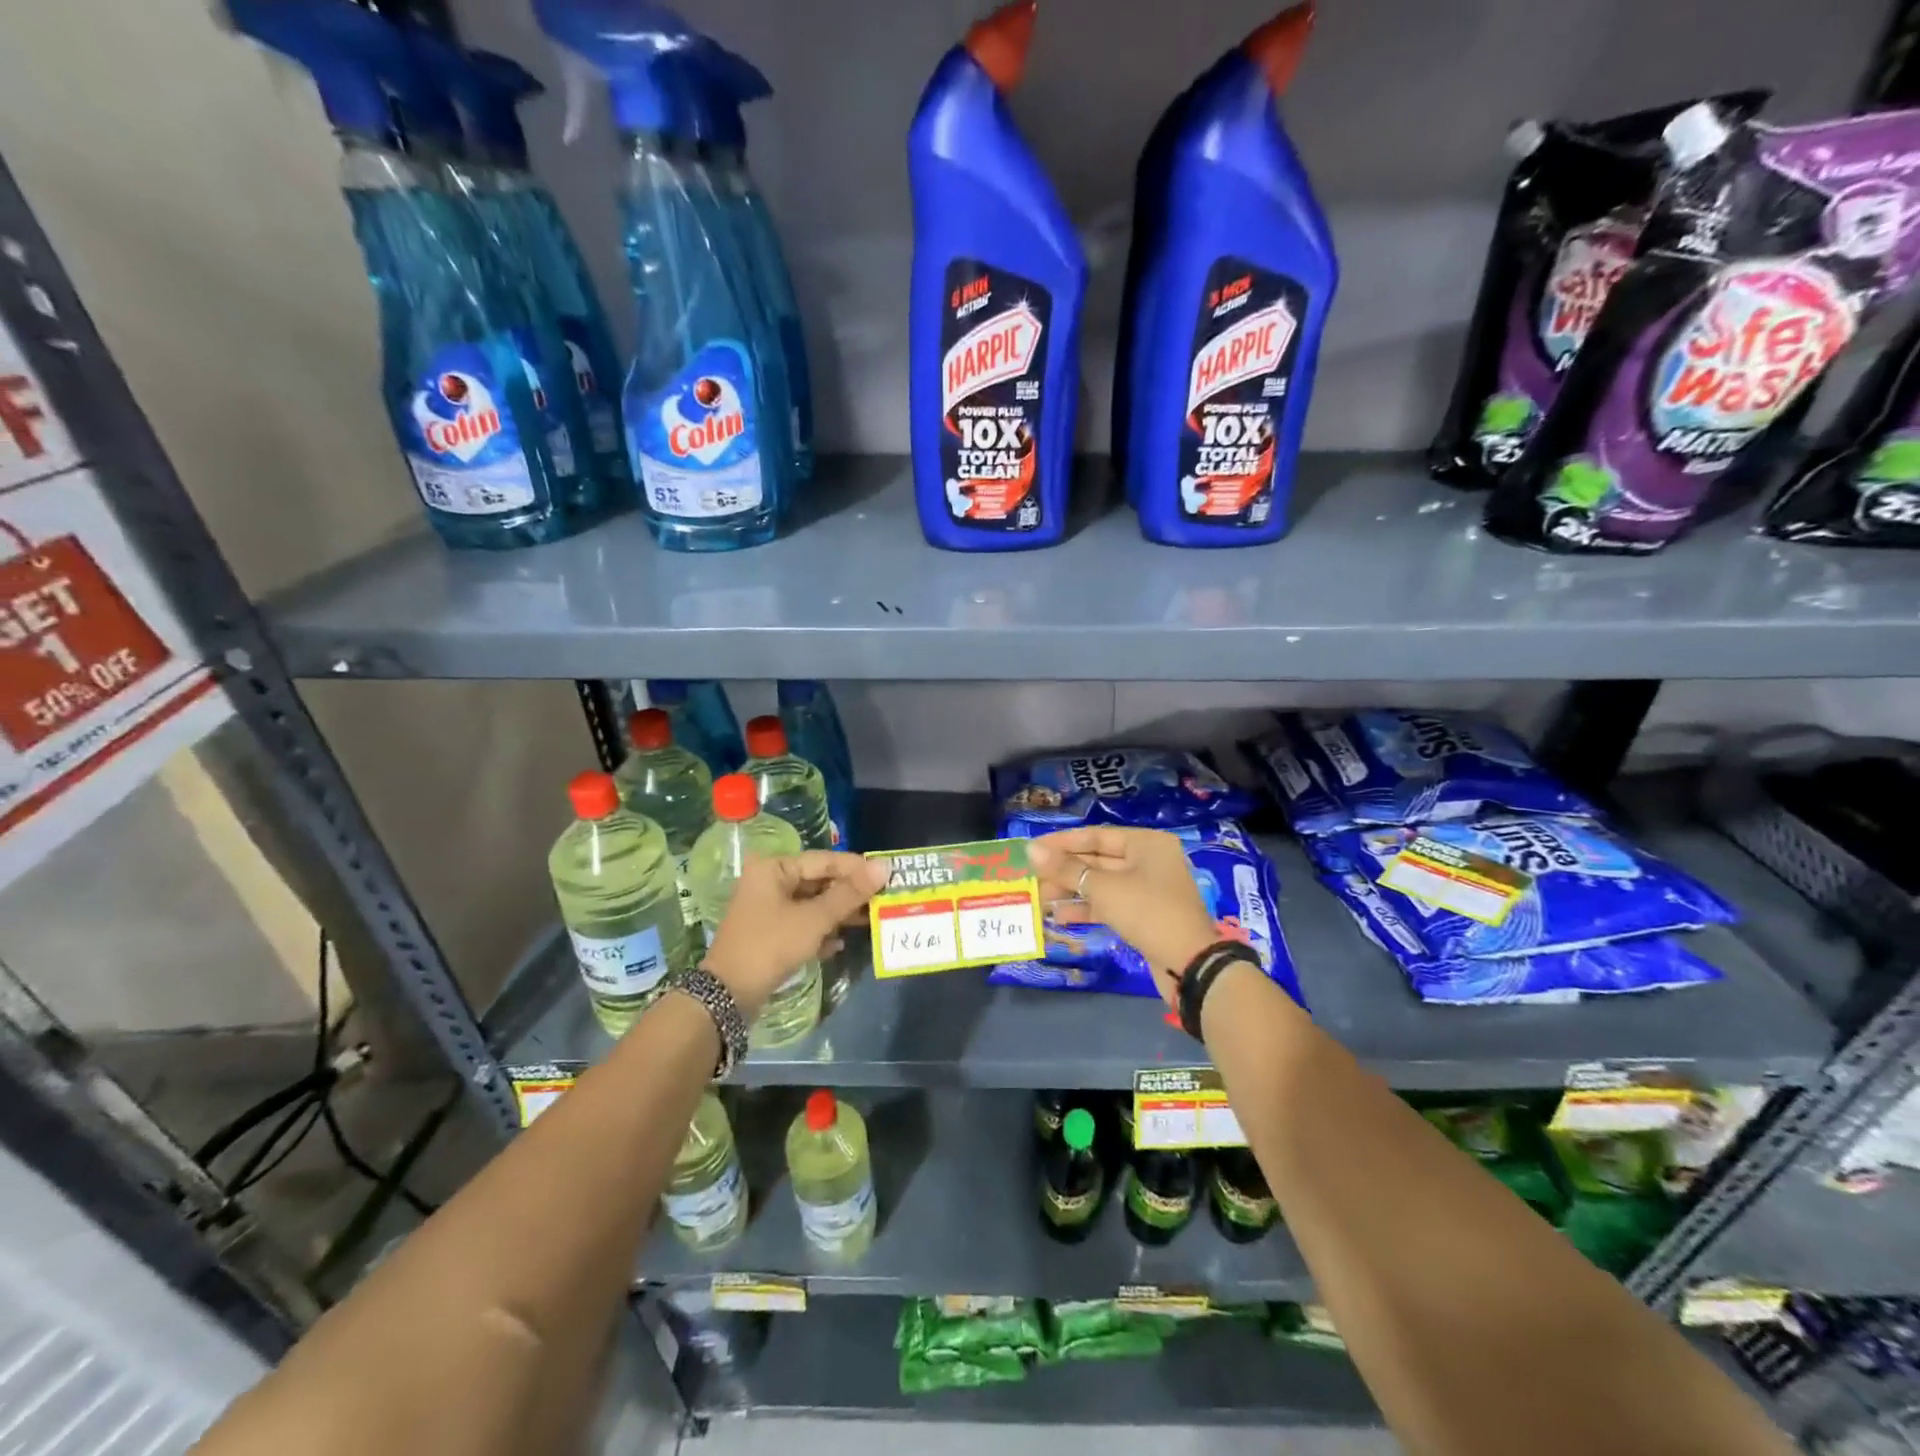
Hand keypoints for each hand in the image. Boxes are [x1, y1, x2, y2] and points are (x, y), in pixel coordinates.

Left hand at [703, 851, 887, 1014]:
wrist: (728, 995)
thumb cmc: (771, 945)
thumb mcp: (814, 919)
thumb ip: (849, 894)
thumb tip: (883, 867)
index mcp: (774, 868)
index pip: (824, 860)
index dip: (856, 868)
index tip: (887, 875)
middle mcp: (769, 882)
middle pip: (819, 881)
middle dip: (849, 893)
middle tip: (882, 899)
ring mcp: (768, 908)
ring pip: (812, 904)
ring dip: (838, 913)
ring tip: (869, 921)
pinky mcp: (770, 933)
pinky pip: (803, 924)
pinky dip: (821, 931)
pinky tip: (839, 944)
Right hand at [1027, 826, 1220, 1007]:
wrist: (1189, 963)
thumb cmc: (1147, 912)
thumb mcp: (1103, 888)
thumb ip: (1066, 869)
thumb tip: (1032, 850)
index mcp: (1146, 843)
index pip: (1095, 836)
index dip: (1061, 843)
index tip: (1032, 850)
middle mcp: (1149, 860)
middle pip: (1098, 860)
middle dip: (1065, 871)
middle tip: (1031, 878)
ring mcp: (1148, 889)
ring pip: (1102, 884)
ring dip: (1072, 891)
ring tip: (1039, 899)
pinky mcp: (1145, 915)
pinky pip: (1110, 904)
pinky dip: (1087, 908)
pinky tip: (1060, 917)